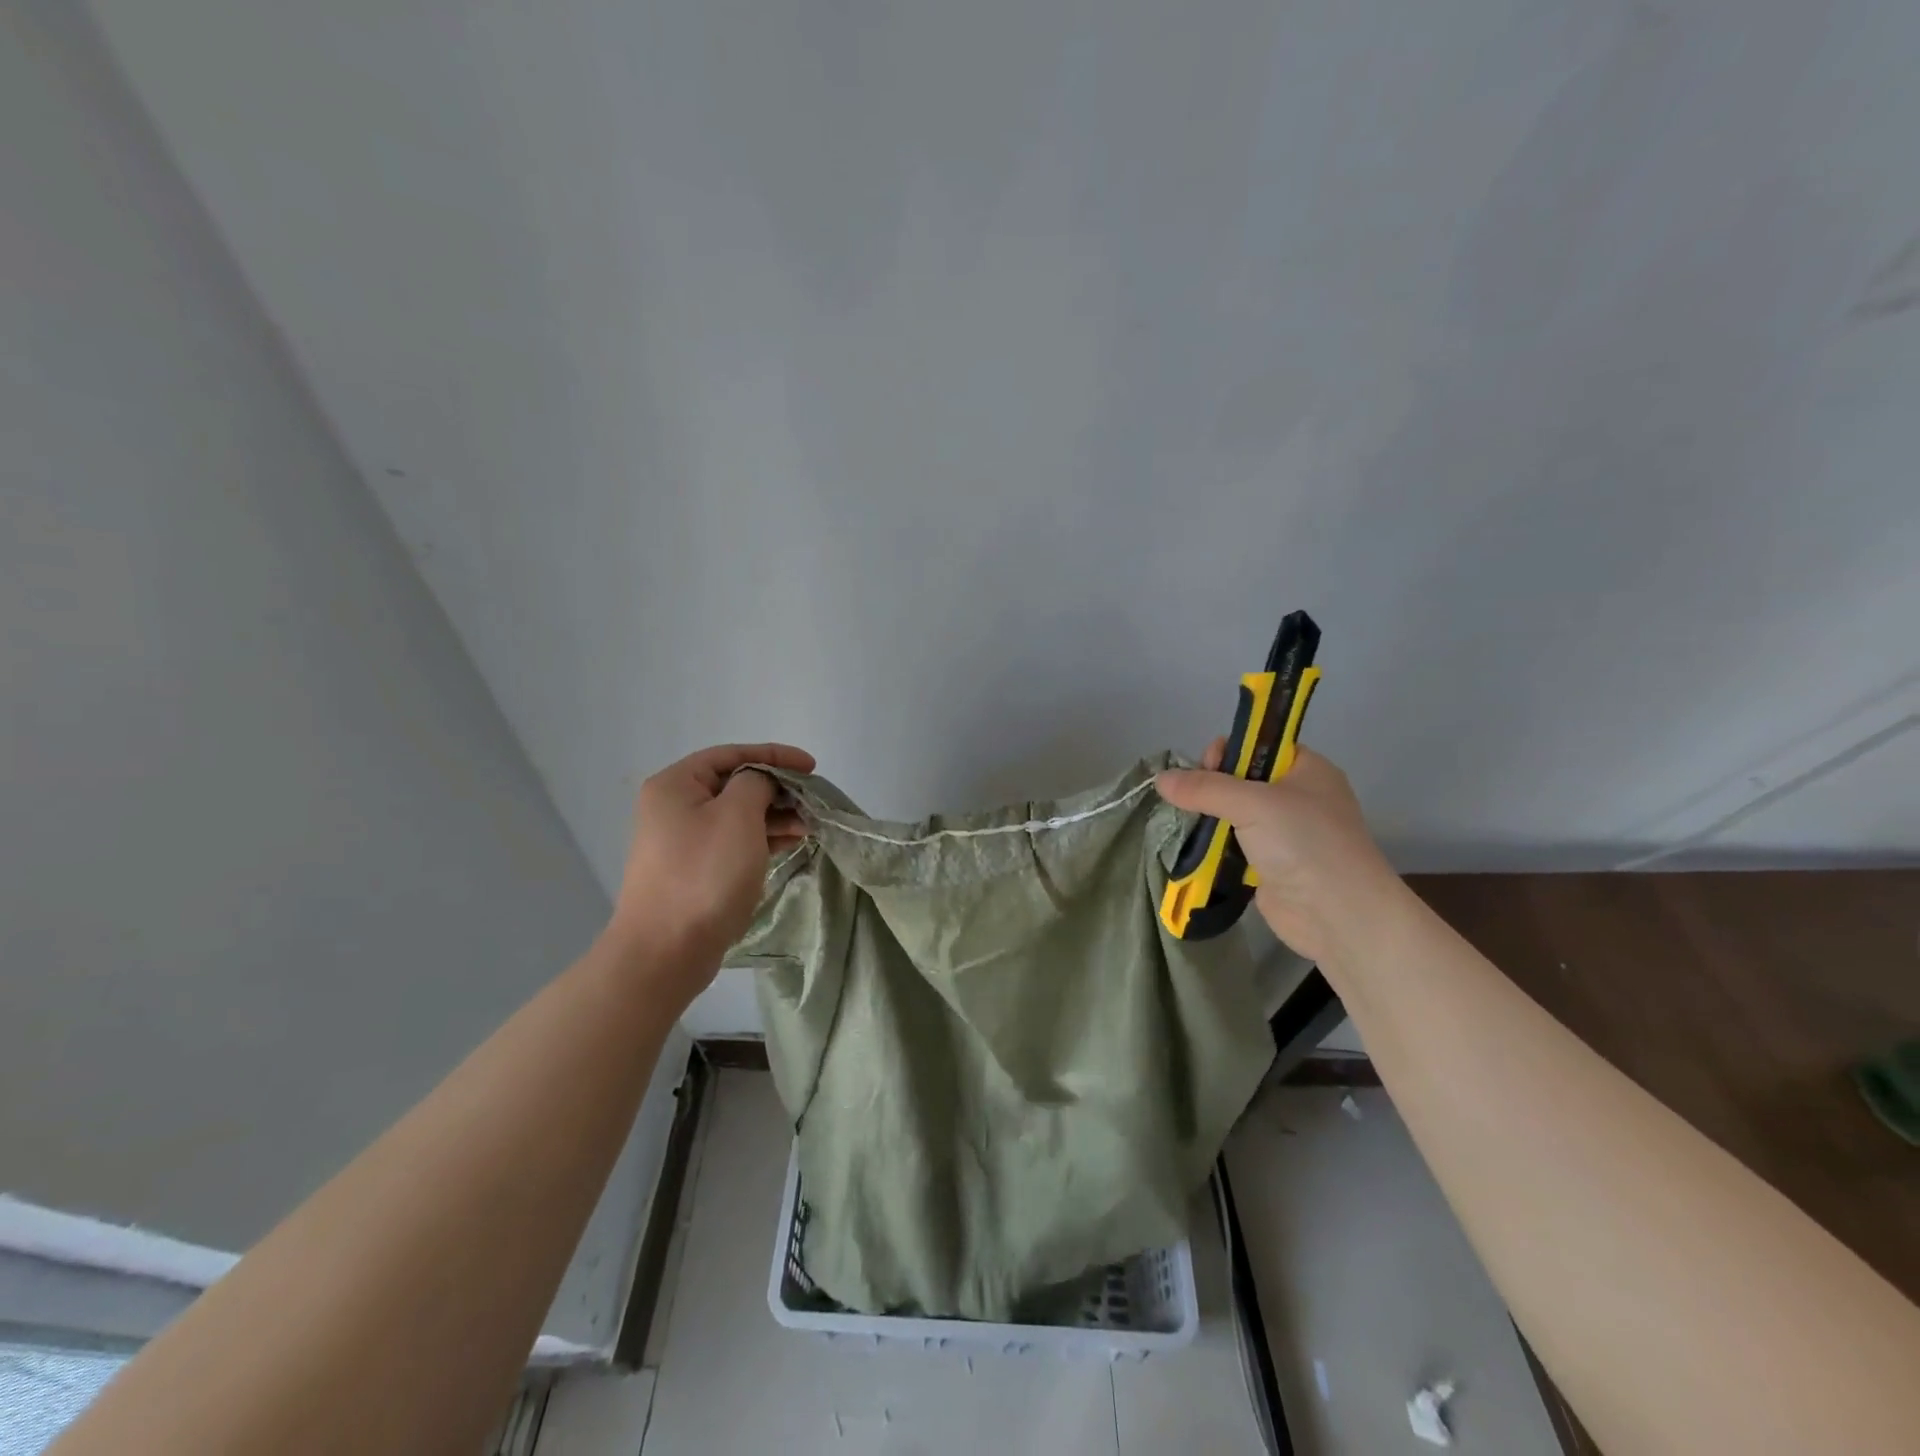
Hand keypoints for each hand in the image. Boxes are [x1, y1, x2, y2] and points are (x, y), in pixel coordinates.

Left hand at [607, 743, 814, 994]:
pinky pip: (735, 841)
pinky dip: (763, 838)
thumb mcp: (737, 815)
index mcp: (676, 784)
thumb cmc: (704, 874)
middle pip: (735, 784)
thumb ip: (756, 783)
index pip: (732, 754)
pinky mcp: (695, 869)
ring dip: (775, 815)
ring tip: (810, 825)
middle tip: (813, 800)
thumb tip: (762, 784)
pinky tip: (792, 842)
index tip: (812, 767)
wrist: (666, 951)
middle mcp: (674, 806)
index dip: (775, 755)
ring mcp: (683, 841)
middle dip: (778, 789)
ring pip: (738, 814)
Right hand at [1156, 742, 1397, 964]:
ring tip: (1184, 822)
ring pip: (1233, 814)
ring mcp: (1283, 834)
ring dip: (1208, 818)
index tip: (1206, 765)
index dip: (1229, 751)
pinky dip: (1213, 845)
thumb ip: (1205, 788)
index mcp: (1305, 769)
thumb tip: (1160, 779)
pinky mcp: (1268, 865)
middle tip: (1191, 798)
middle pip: (1240, 780)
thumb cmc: (1304, 844)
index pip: (1258, 745)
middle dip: (1211, 787)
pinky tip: (1191, 845)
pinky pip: (1232, 845)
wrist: (1338, 915)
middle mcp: (1296, 797)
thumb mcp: (1254, 804)